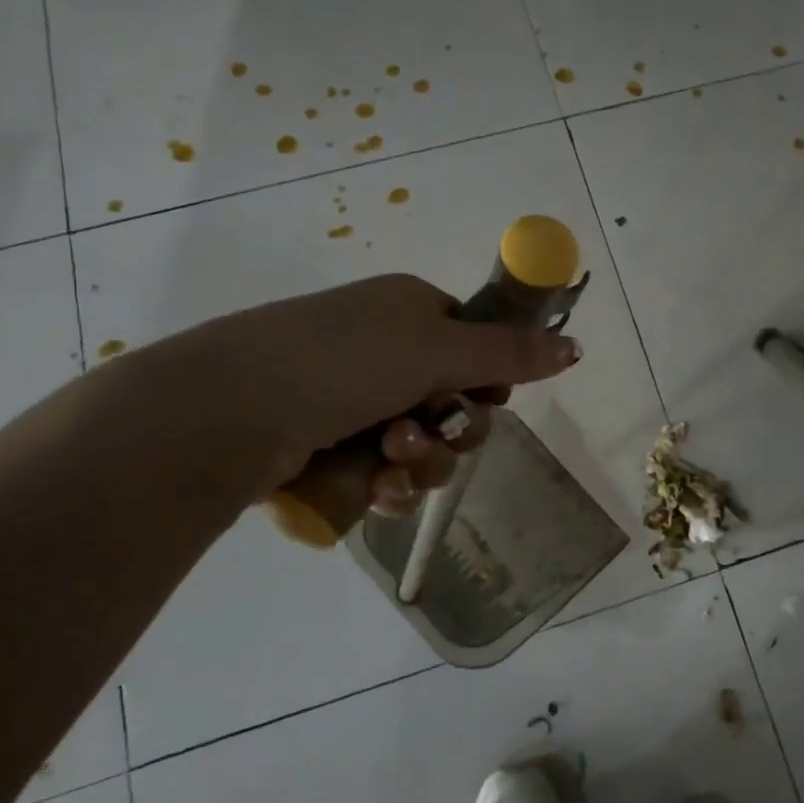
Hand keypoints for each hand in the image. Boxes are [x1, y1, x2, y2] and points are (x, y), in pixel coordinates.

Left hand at [130, 273, 581, 523]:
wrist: (227, 410)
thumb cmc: (342, 362)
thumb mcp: (438, 349)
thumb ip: (511, 353)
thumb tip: (576, 347)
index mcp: (409, 311)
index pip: (475, 346)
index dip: (488, 378)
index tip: (483, 396)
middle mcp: (383, 350)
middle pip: (457, 402)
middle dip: (453, 430)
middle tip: (426, 433)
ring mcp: (353, 400)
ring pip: (426, 445)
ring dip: (422, 461)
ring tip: (388, 462)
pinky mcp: (328, 446)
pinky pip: (387, 473)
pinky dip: (390, 484)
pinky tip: (375, 491)